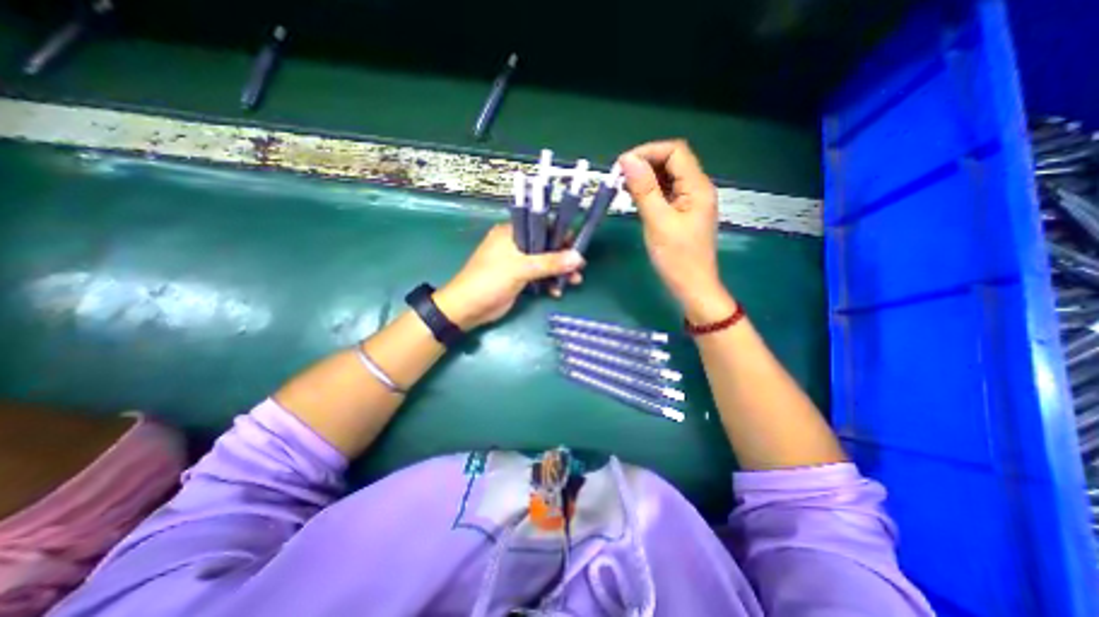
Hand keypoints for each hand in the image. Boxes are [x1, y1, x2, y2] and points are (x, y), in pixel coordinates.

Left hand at [432, 225, 582, 332]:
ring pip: (544, 263)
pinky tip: (557, 292)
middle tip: (579, 268)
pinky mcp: (518, 278)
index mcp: (511, 232)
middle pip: (545, 246)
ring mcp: (517, 263)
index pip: (541, 226)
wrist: (468, 309)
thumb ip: (550, 262)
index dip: (560, 234)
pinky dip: (549, 283)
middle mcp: (515, 244)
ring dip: (559, 272)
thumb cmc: (490, 281)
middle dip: (563, 257)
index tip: (576, 245)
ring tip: (575, 282)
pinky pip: (539, 277)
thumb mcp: (521, 268)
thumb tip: (579, 257)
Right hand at [622, 140, 732, 322]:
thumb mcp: (658, 222)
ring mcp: (690, 201)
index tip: (622, 165)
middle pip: (672, 162)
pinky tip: (635, 199)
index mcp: (697, 187)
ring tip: (623, 188)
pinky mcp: (682, 213)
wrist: (692, 288)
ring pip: (667, 177)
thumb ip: (644, 189)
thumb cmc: (677, 258)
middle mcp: (696, 188)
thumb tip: (627, 159)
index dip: (648, 152)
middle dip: (645, 164)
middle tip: (620, 178)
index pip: (675, 151)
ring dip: (645, 178)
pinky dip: (649, 192)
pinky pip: (665, 193)